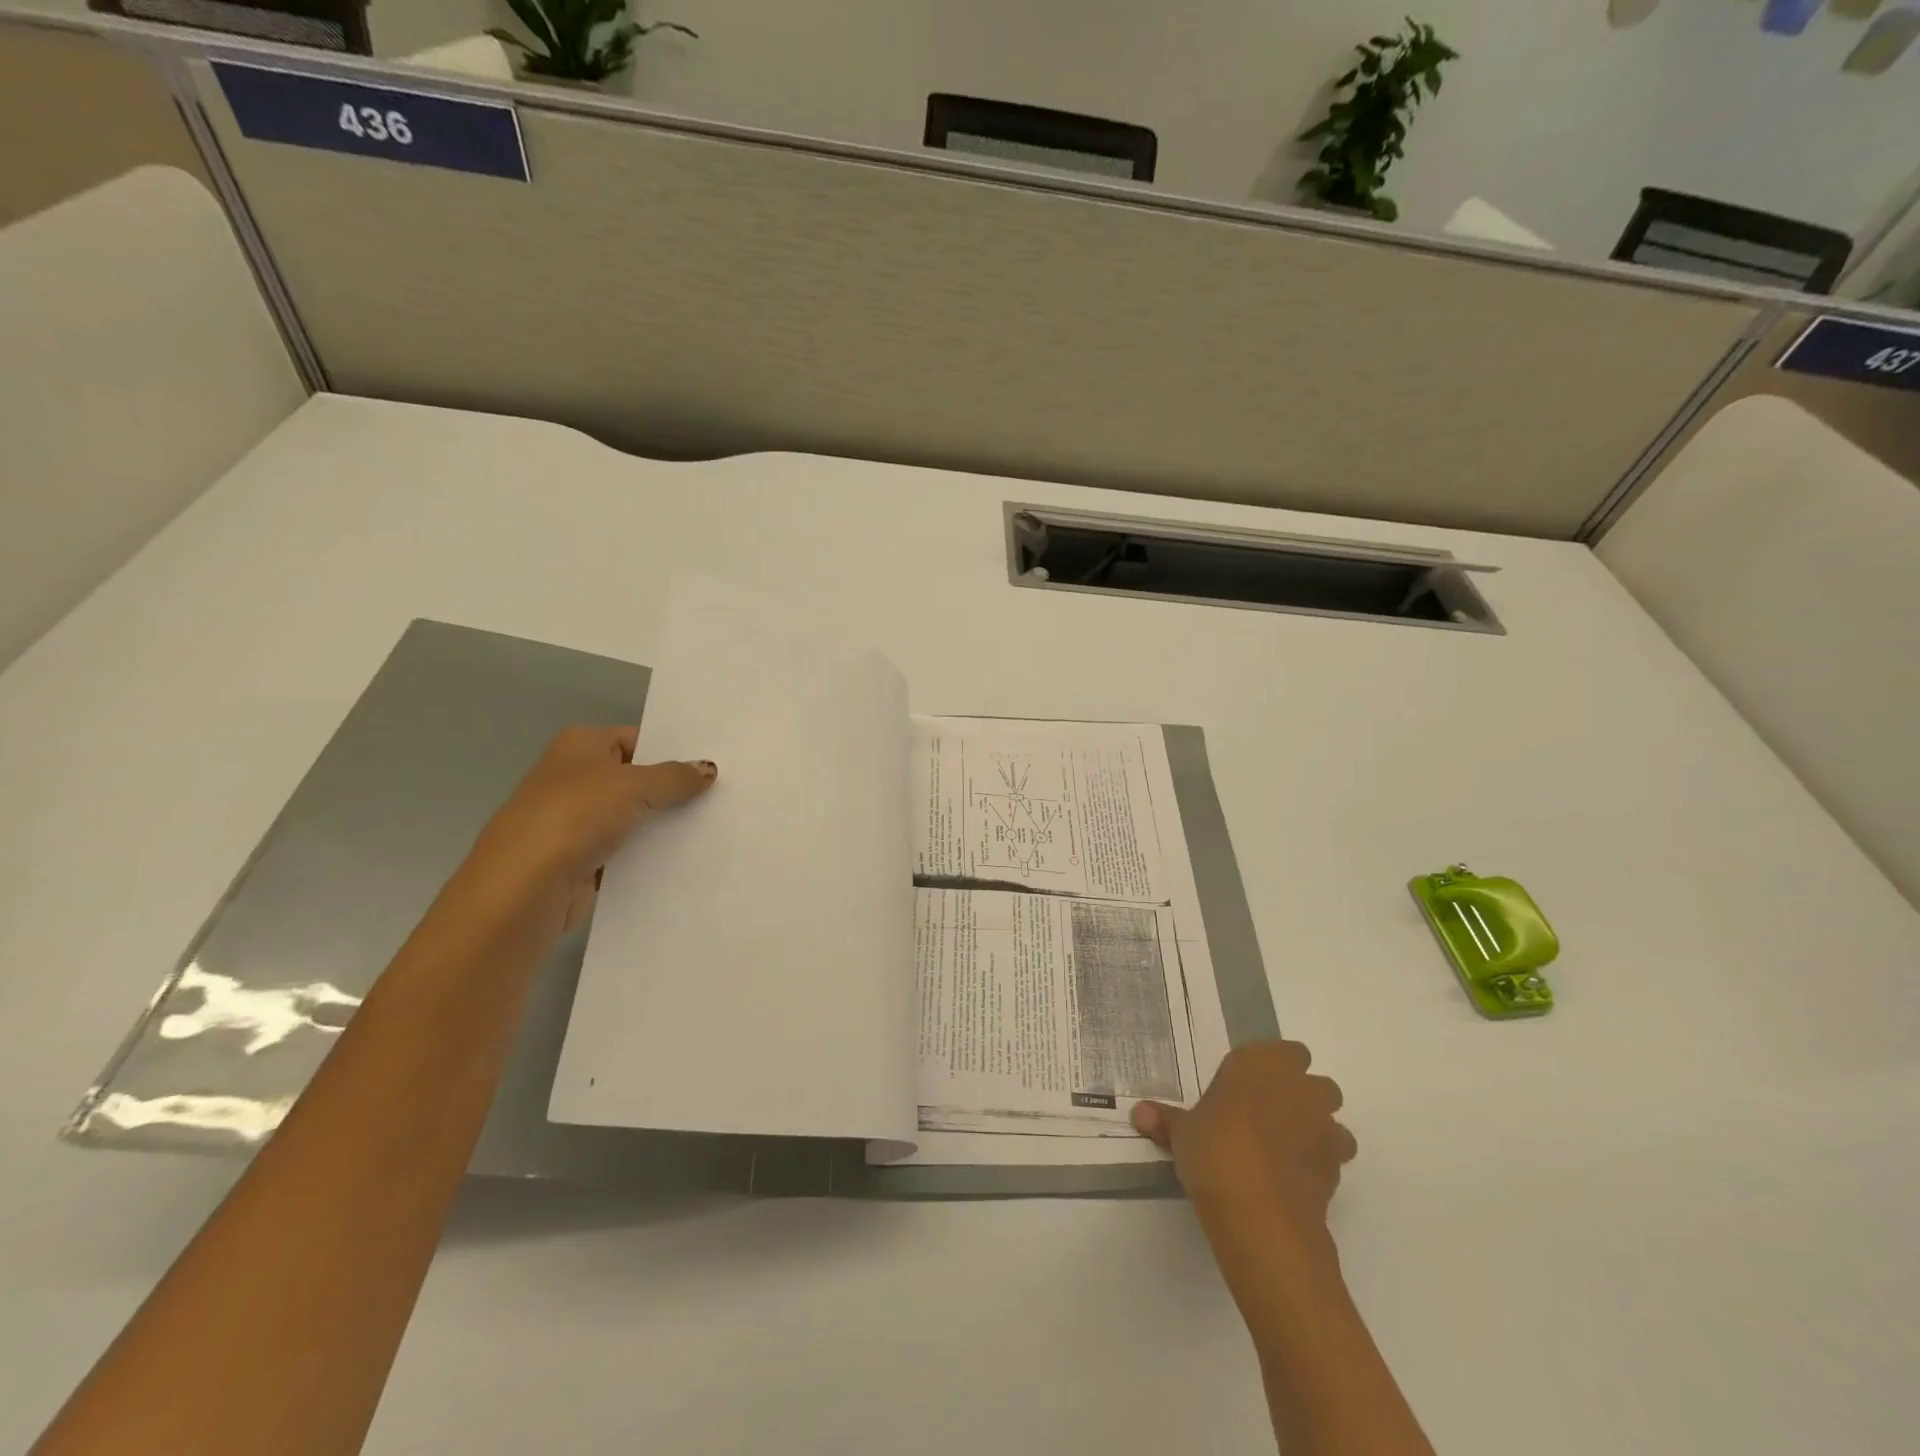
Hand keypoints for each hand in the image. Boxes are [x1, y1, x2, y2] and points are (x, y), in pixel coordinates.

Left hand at [466, 726, 715, 927]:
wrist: (524, 887)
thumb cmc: (576, 817)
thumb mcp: (635, 786)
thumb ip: (675, 777)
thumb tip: (708, 769)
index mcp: (580, 745)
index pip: (636, 739)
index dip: (672, 751)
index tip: (712, 765)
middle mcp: (574, 777)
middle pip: (636, 778)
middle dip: (673, 788)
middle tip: (722, 794)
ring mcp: (575, 820)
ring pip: (633, 816)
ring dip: (663, 823)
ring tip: (713, 825)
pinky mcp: (580, 859)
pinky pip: (625, 849)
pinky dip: (648, 853)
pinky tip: (685, 857)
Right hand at [1132, 1041, 1354, 1264]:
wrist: (1260, 1214)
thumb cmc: (1215, 1149)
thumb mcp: (1182, 1132)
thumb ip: (1167, 1120)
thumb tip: (1138, 1113)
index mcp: (1262, 1064)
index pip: (1282, 1050)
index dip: (1269, 1068)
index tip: (1247, 1087)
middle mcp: (1299, 1087)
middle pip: (1315, 1082)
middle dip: (1299, 1096)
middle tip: (1264, 1117)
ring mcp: (1323, 1128)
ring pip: (1330, 1120)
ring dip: (1314, 1130)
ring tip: (1281, 1151)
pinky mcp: (1336, 1170)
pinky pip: (1331, 1159)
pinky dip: (1317, 1165)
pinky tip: (1290, 1180)